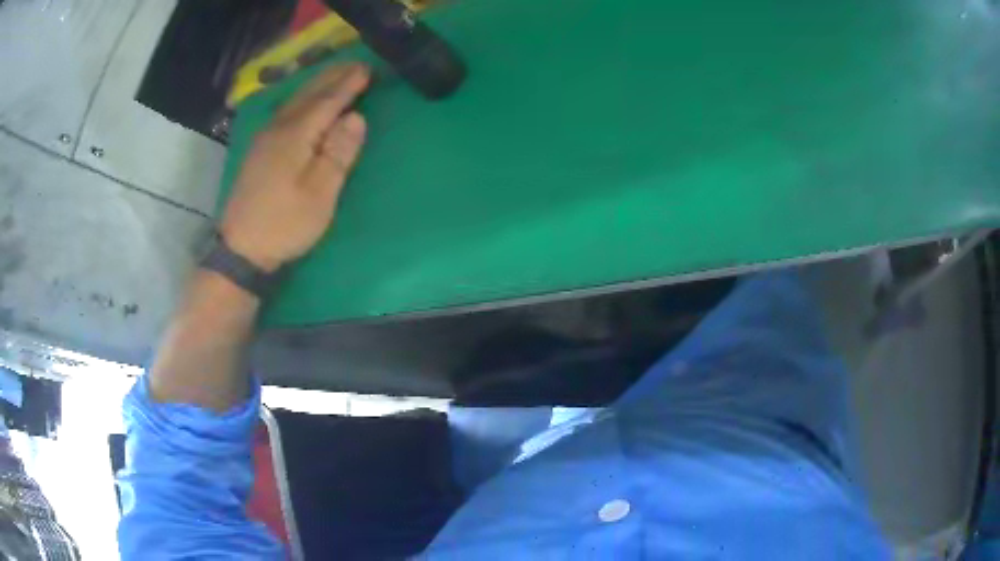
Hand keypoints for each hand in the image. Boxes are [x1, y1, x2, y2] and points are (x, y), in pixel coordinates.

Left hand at [220, 64, 370, 271]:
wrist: (240, 249)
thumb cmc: (284, 224)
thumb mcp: (320, 194)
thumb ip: (338, 153)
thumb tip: (356, 118)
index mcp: (295, 136)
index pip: (327, 101)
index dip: (348, 85)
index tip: (367, 69)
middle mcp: (278, 129)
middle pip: (308, 95)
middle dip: (332, 78)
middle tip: (355, 64)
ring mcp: (264, 139)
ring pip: (294, 101)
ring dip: (316, 85)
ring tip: (334, 74)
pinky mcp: (258, 151)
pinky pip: (285, 112)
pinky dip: (301, 99)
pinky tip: (304, 100)